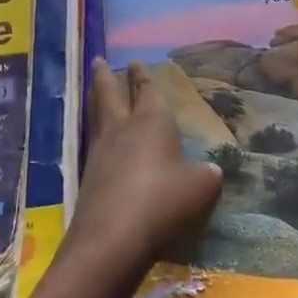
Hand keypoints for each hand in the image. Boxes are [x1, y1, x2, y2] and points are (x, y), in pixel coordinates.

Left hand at [65, 59, 222, 284]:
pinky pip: (92, 142)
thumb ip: (207, 174)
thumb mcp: (201, 187)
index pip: (146, 91)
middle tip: (97, 60)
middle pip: (109, 94)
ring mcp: (100, 152)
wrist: (113, 238)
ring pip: (96, 115)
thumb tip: (209, 170)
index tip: (135, 62)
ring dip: (95, 99)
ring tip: (94, 90)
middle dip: (105, 76)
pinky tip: (99, 139)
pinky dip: (95, 132)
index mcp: (151, 121)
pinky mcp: (88, 177)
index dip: (142, 76)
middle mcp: (122, 129)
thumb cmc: (163, 201)